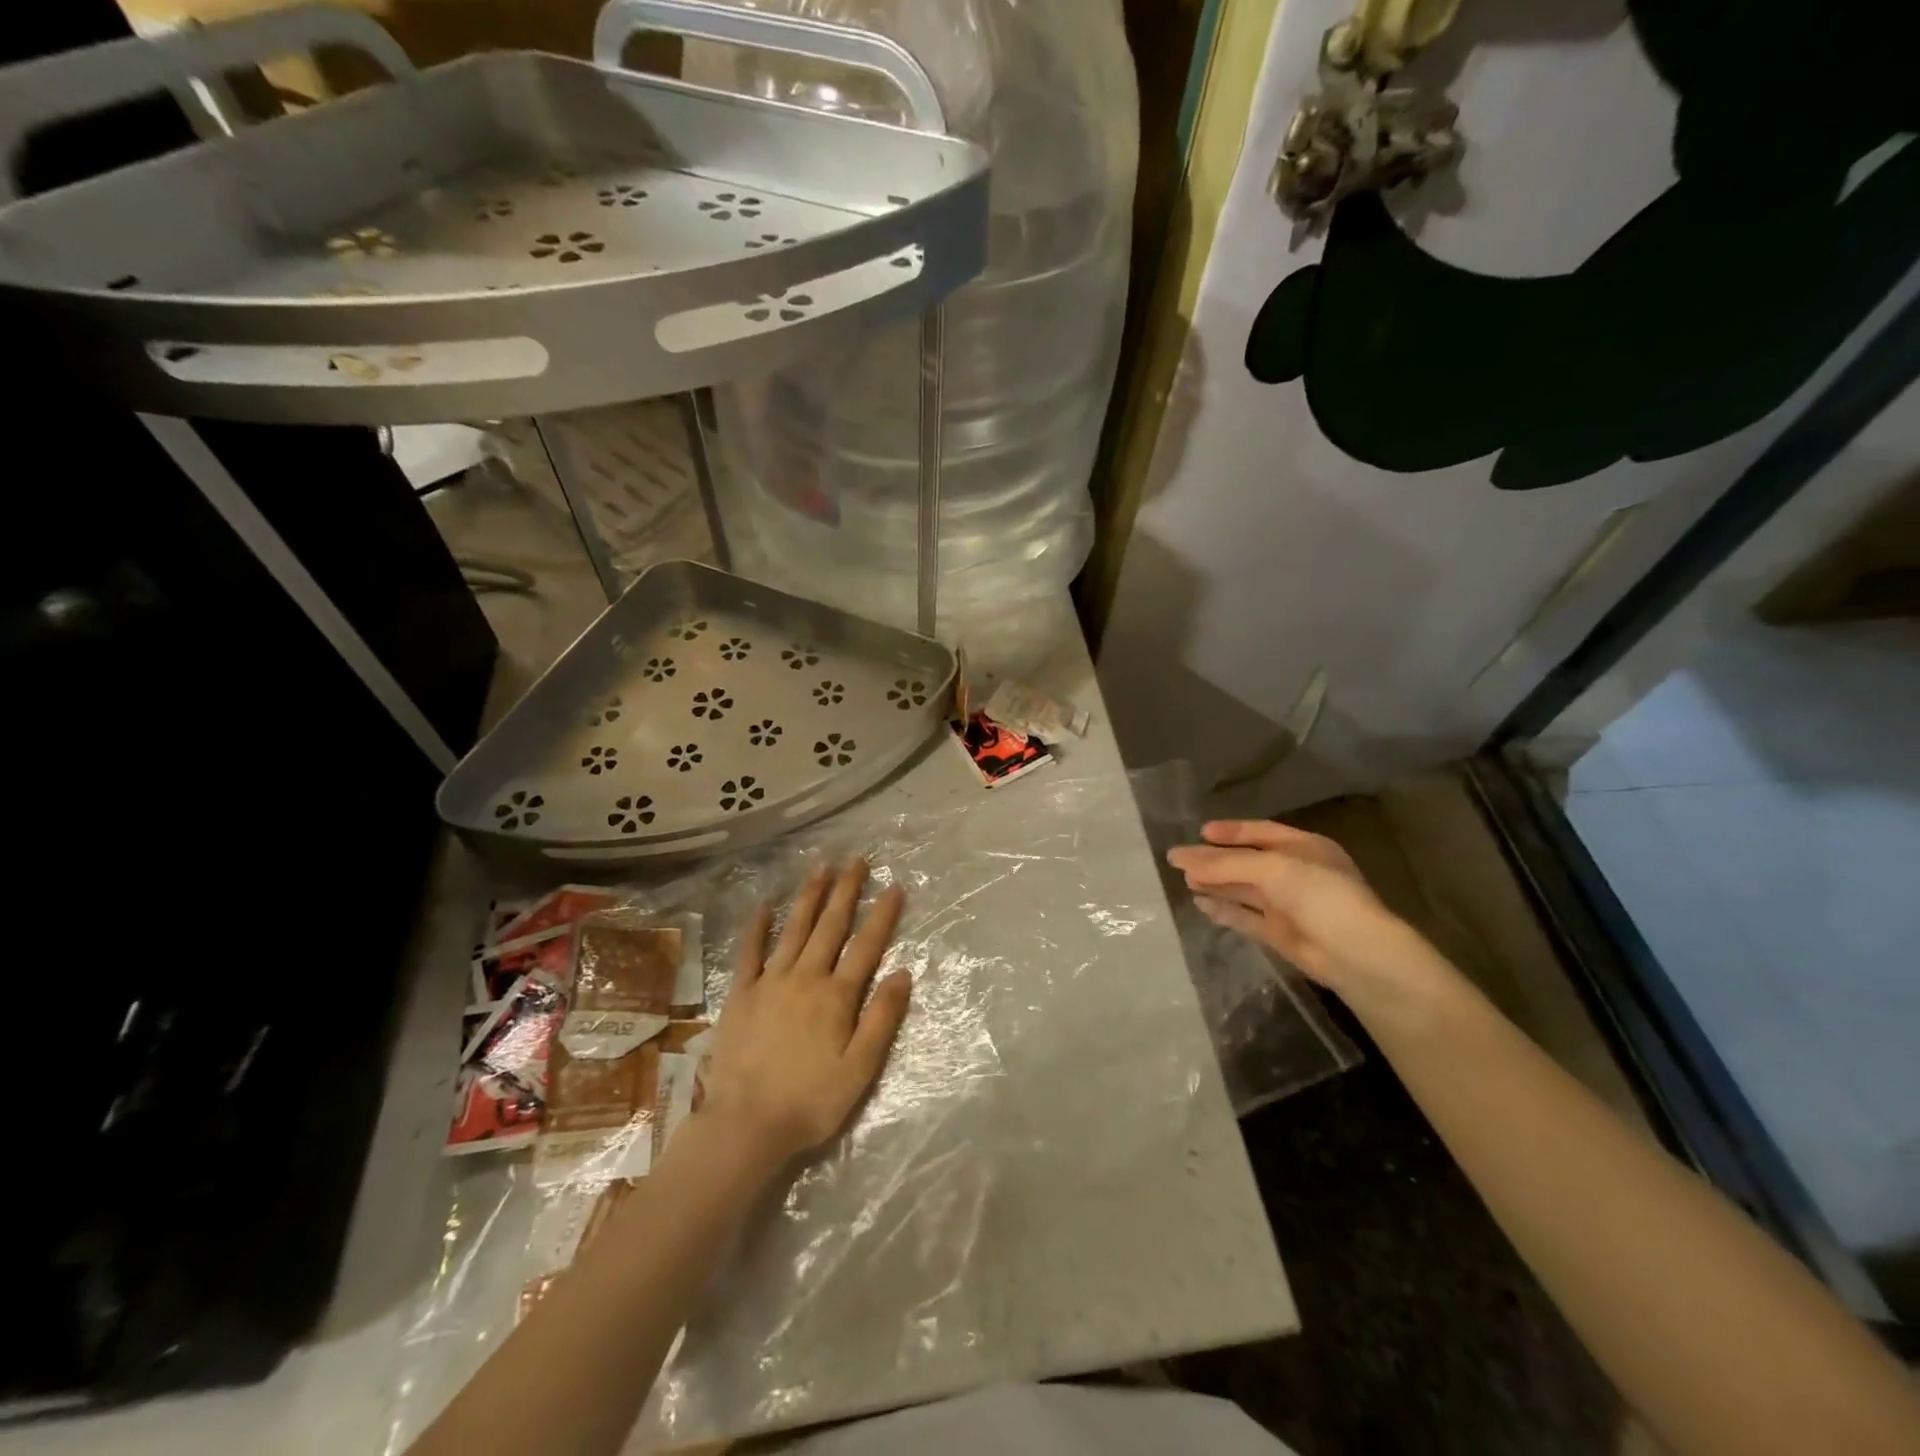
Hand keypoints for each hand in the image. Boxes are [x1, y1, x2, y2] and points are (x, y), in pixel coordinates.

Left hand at [700, 859, 910, 1166]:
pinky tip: (764, 904)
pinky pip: (750, 952)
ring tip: (821, 867)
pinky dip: (757, 927)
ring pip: (794, 929)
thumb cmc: (810, 1101)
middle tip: (856, 860)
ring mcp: (770, 982)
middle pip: (830, 926)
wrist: (745, 1125)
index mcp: (837, 996)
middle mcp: (805, 978)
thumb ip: (882, 1018)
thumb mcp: (860, 1069)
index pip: (866, 946)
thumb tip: (903, 973)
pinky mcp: (741, 994)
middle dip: (846, 891)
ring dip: (809, 896)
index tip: (894, 885)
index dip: (882, 915)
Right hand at [1166, 820, 1433, 999]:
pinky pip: (1246, 917)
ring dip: (1216, 884)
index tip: (1200, 832)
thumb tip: (1180, 858)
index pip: (1261, 832)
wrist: (1356, 954)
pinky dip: (1224, 910)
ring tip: (1184, 880)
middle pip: (1247, 862)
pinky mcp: (1280, 934)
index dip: (1231, 831)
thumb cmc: (1320, 895)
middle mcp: (1296, 873)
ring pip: (1244, 890)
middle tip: (1179, 860)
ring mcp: (1288, 905)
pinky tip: (1200, 904)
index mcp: (1305, 847)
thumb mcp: (1272, 869)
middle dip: (1215, 860)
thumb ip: (1226, 864)